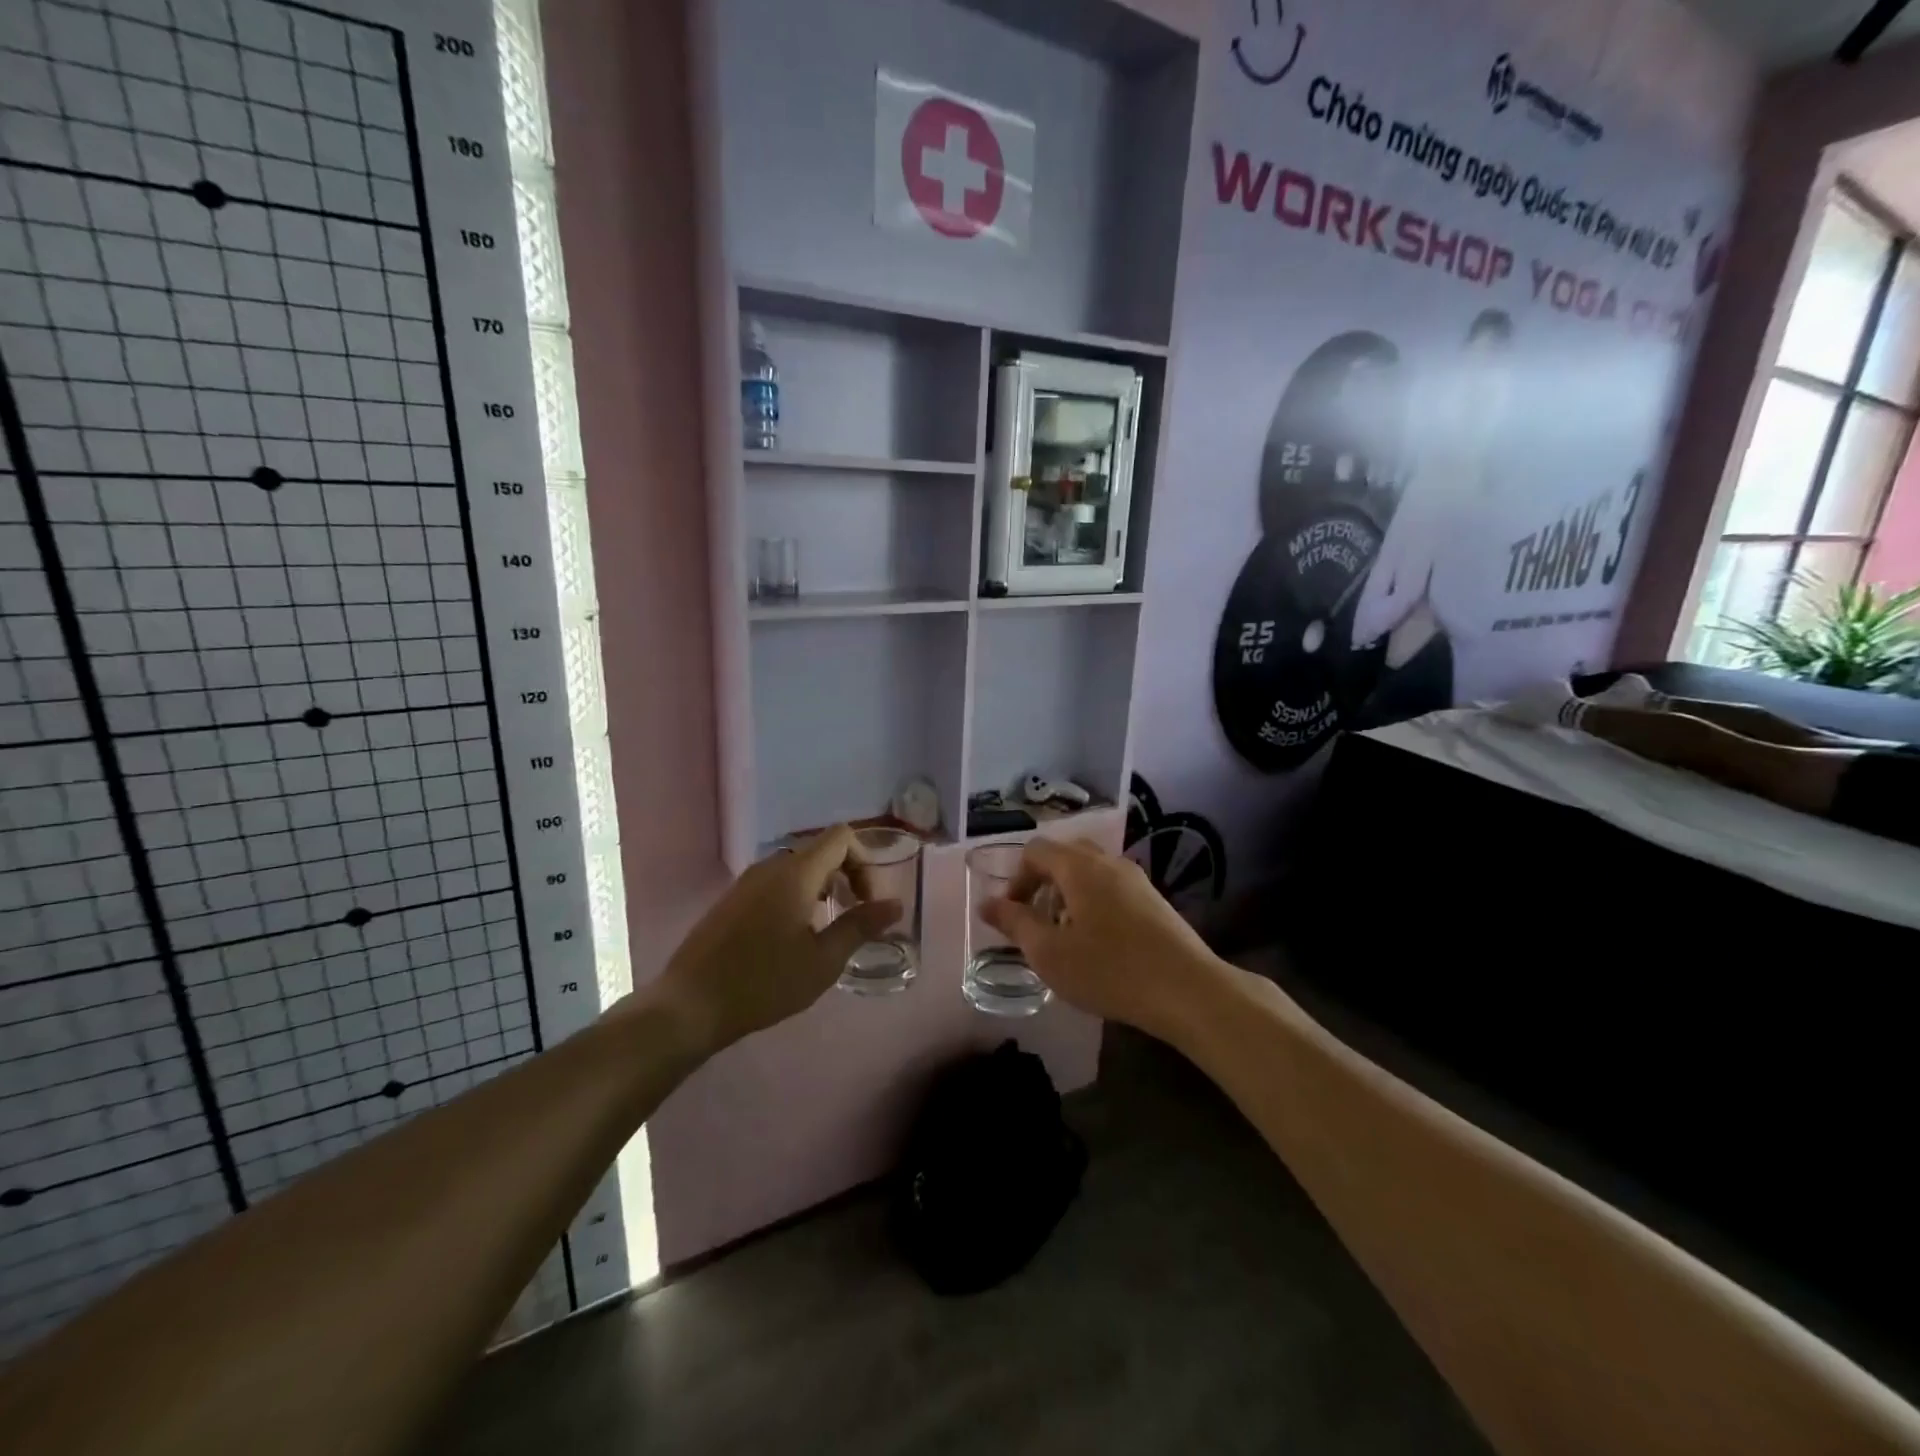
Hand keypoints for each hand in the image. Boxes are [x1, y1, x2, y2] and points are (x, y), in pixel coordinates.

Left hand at [648, 826, 901, 1055]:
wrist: (690, 1005)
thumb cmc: (764, 982)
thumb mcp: (823, 961)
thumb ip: (861, 926)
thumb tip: (895, 905)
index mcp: (796, 873)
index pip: (841, 838)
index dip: (864, 862)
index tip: (867, 901)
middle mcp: (770, 866)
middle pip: (820, 850)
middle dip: (846, 875)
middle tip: (854, 915)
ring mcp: (746, 882)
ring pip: (797, 867)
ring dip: (821, 886)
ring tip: (825, 928)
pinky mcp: (731, 900)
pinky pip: (775, 882)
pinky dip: (796, 895)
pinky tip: (791, 936)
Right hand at [982, 838, 1227, 1040]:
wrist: (1187, 990)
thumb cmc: (1109, 969)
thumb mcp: (1048, 952)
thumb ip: (1014, 923)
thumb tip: (987, 903)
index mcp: (1079, 866)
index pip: (1036, 850)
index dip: (1016, 879)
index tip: (1013, 916)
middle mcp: (1108, 862)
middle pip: (1065, 855)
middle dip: (1042, 883)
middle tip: (1037, 922)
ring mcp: (1136, 879)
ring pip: (1090, 872)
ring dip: (1069, 895)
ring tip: (1066, 936)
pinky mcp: (1155, 900)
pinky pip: (1112, 888)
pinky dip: (1094, 903)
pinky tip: (1099, 944)